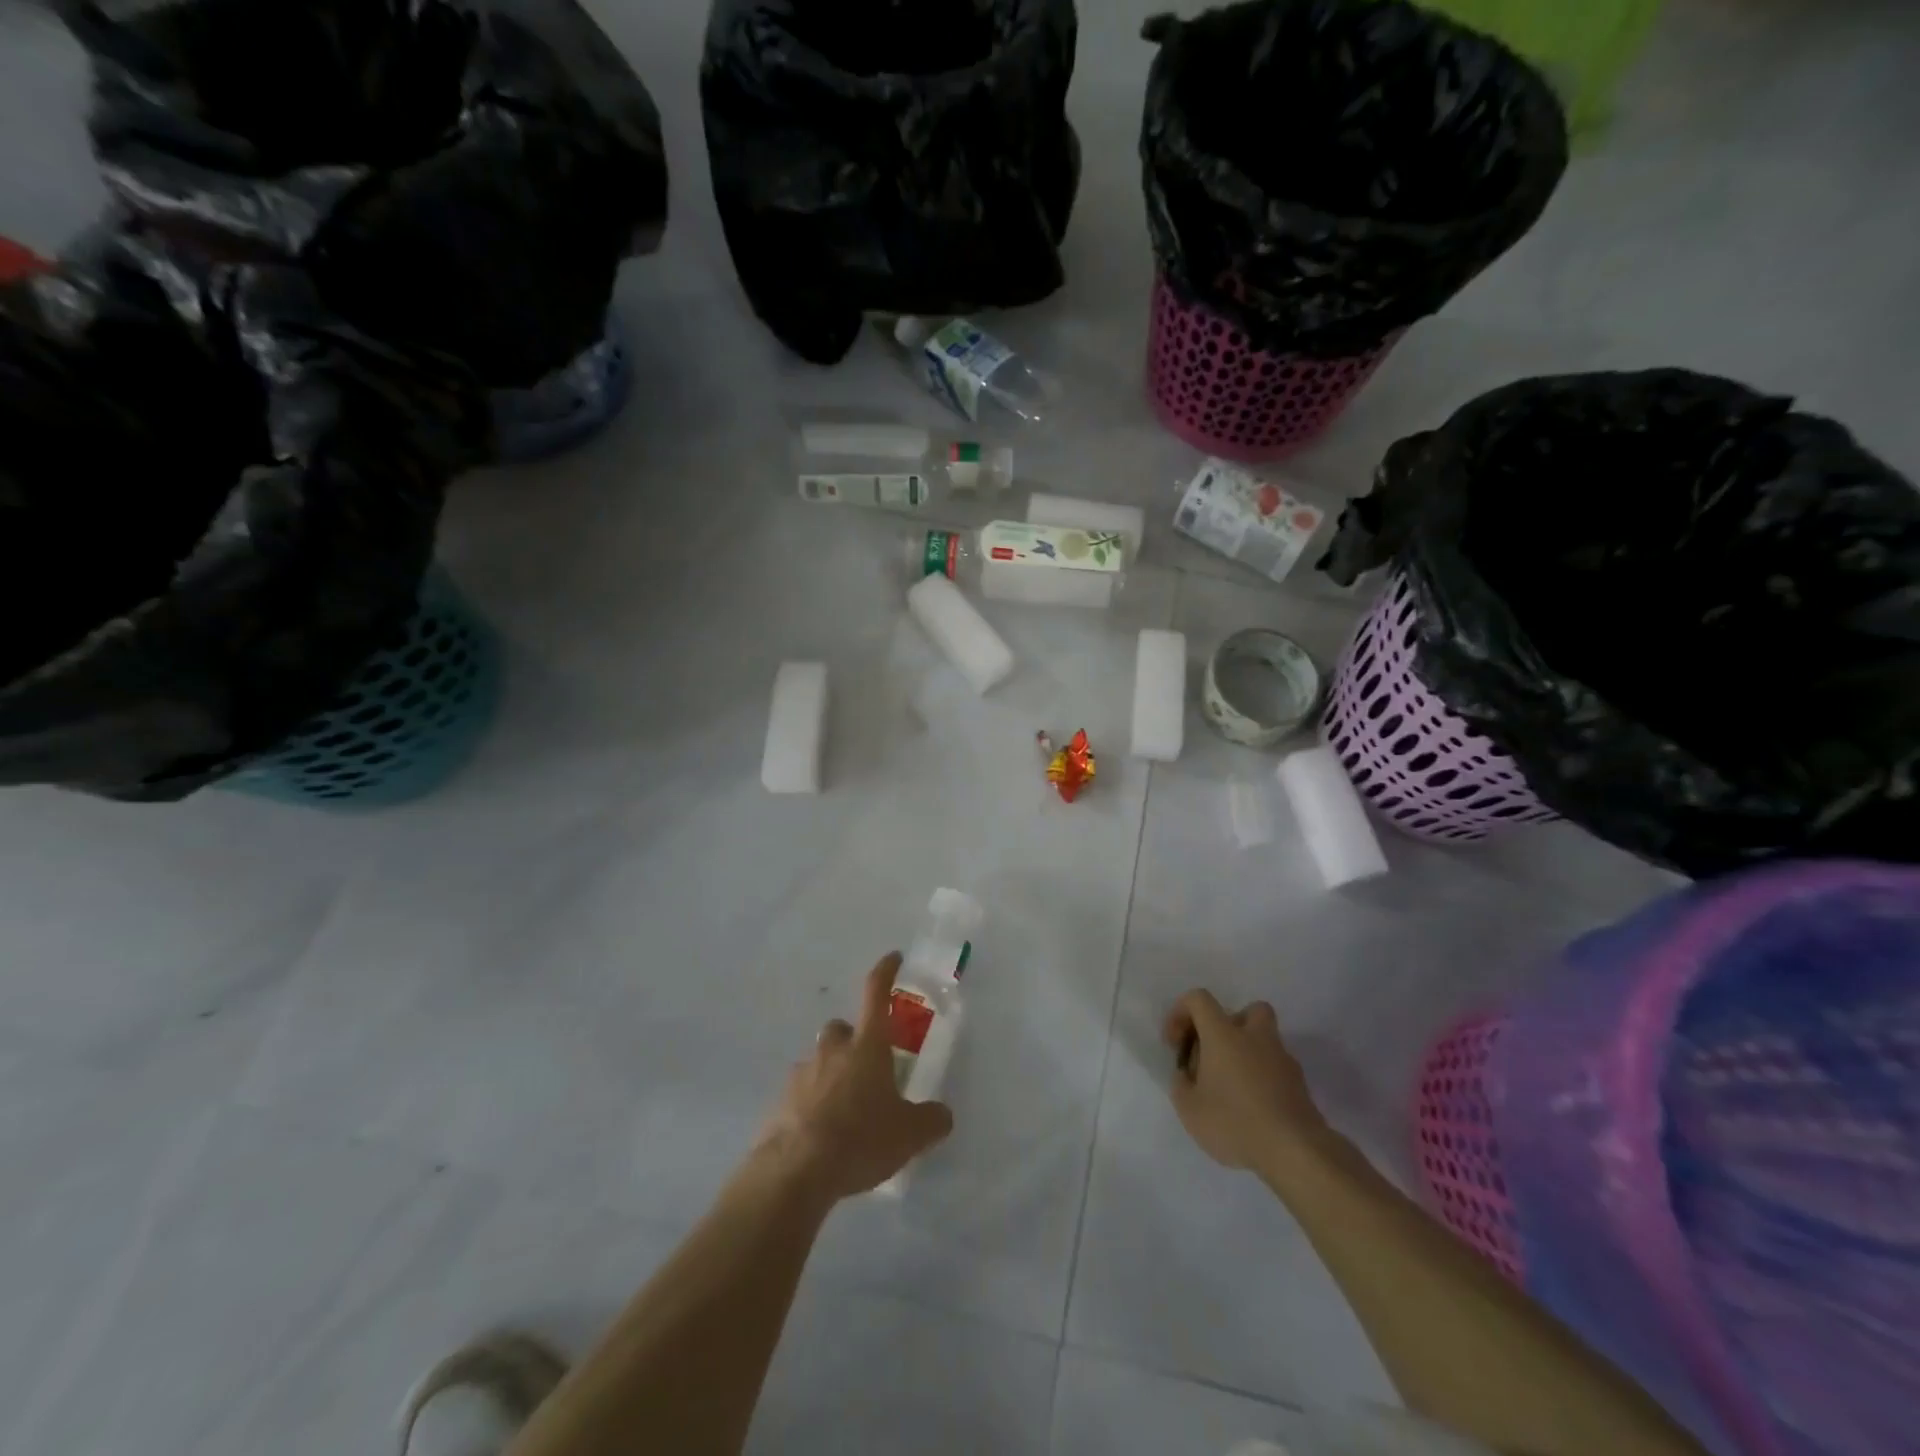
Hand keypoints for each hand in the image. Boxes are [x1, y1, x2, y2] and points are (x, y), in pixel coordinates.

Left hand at [759, 953, 954, 1201]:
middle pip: (842, 1029)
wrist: (795, 1171)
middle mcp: (833, 1049)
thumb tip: (942, 1115)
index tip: (893, 958)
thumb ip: (931, 1120)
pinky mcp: (780, 1101)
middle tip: (867, 1068)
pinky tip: (821, 1134)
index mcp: (867, 1045)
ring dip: (832, 1075)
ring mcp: (802, 1073)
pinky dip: (812, 1104)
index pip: (876, 993)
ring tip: (845, 1111)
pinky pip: (801, 1093)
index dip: (886, 972)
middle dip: (853, 1041)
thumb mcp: (910, 1135)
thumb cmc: (859, 1139)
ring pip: (819, 1061)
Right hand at [1162, 990, 1330, 1174]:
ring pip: (1266, 1040)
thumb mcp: (1189, 1109)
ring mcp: (1283, 1060)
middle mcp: (1255, 1038)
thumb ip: (1182, 1084)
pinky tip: (1255, 1108)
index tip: (1176, 1044)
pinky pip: (1277, 1069)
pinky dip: (1264, 1078)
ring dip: (1249, 1053)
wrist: (1296, 1152)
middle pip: (1247, 1010)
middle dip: (1229, 1025)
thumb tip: (1187, 1074)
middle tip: (1216, 1054)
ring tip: (1234, 1087)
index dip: (1181, 1013)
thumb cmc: (1235, 1123)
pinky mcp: (1301, 1085)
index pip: (1199, 999)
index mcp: (1223, 1035)